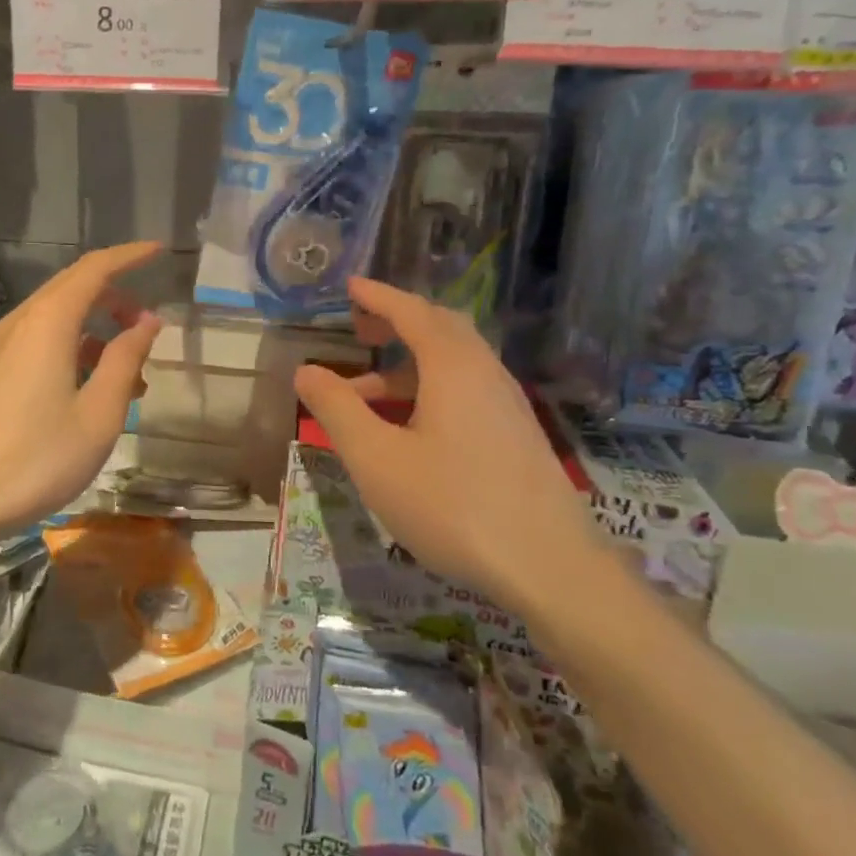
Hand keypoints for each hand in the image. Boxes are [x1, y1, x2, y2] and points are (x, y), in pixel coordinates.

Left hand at [0, 243, 163, 542]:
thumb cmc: (37, 458)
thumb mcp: (98, 414)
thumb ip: (124, 360)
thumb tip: (147, 320)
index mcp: (48, 323)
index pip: (94, 269)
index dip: (129, 256)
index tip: (159, 252)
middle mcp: (19, 323)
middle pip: (72, 288)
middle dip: (114, 296)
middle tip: (147, 324)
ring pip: (53, 318)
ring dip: (94, 330)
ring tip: (127, 371)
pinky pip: (36, 342)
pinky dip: (69, 348)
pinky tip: (85, 388)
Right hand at [292, 278, 603, 611]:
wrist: (549, 568)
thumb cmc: (452, 505)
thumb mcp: (376, 458)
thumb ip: (338, 409)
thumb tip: (306, 371)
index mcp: (453, 367)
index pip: (412, 312)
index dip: (378, 297)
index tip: (350, 286)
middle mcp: (485, 374)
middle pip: (440, 329)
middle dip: (397, 321)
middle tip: (359, 327)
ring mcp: (507, 406)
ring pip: (454, 364)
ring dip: (408, 364)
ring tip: (365, 393)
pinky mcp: (516, 436)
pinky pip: (467, 390)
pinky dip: (429, 388)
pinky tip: (408, 428)